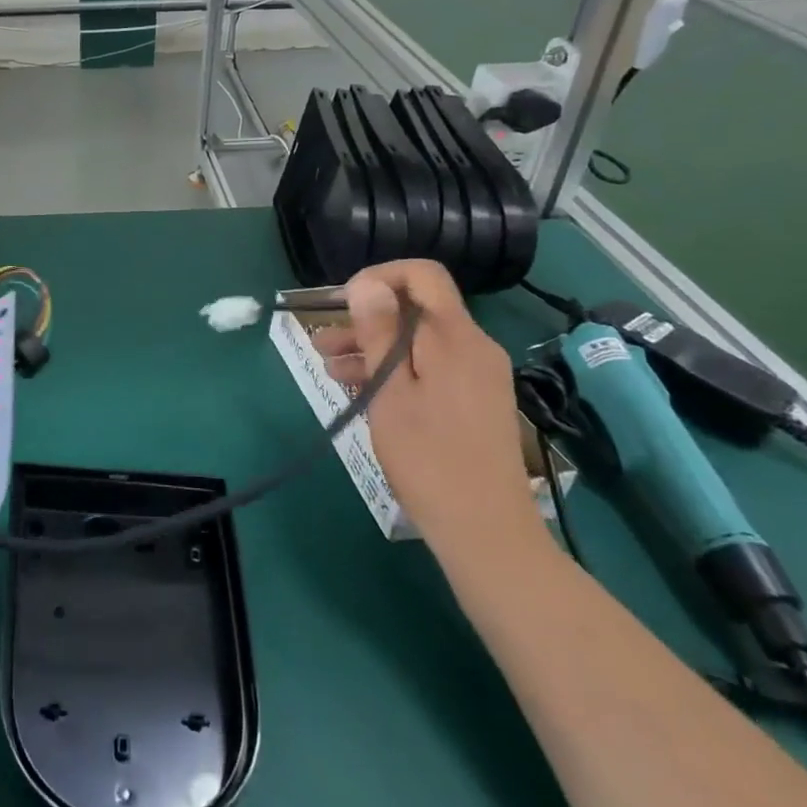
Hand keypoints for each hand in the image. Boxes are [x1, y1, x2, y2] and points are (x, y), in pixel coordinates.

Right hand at [312, 260, 540, 551]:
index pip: (423, 276)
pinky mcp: (473, 401)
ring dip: (372, 348)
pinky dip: (394, 371)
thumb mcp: (391, 392)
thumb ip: (379, 334)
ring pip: (418, 343)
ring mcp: (476, 376)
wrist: (484, 529)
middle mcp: (473, 348)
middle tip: (321, 342)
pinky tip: (358, 388)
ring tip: (327, 367)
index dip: (380, 277)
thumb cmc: (428, 458)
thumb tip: (367, 283)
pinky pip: (429, 368)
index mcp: (456, 338)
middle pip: (416, 311)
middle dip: (366, 320)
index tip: (343, 302)